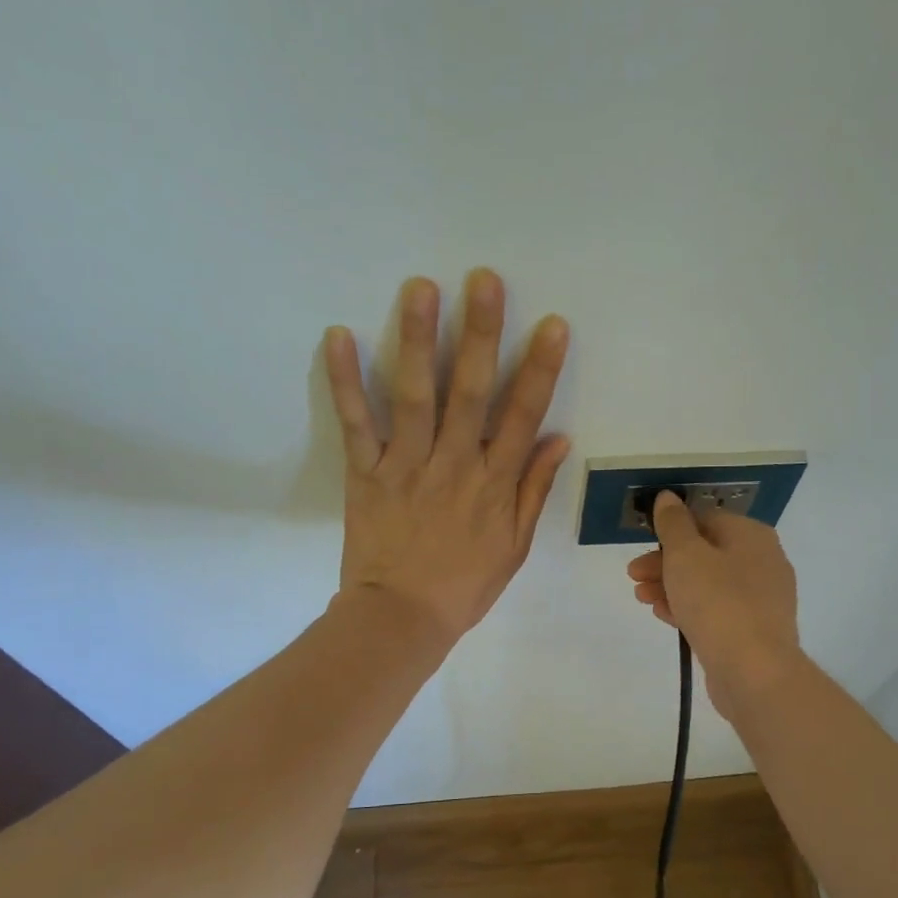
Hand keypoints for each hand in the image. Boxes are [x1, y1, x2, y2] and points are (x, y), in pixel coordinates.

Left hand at [324, 269, 570, 645]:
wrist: (401, 618)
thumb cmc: (464, 585)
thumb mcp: (515, 545)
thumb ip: (534, 489)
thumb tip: (559, 438)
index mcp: (494, 484)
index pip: (522, 416)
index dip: (539, 369)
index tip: (552, 325)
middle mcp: (454, 464)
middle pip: (470, 392)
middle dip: (480, 333)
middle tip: (484, 280)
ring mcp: (406, 466)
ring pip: (414, 395)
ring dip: (417, 339)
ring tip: (420, 287)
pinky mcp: (365, 474)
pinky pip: (356, 422)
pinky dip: (345, 380)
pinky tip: (339, 335)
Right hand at [627, 492, 804, 719]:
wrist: (754, 671)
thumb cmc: (718, 602)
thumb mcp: (686, 555)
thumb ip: (673, 524)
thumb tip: (668, 497)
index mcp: (751, 536)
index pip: (706, 519)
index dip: (670, 529)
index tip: (641, 544)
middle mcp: (762, 562)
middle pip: (706, 552)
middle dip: (664, 562)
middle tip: (633, 575)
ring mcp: (761, 599)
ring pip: (708, 583)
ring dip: (671, 586)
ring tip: (642, 598)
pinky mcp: (753, 631)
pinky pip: (716, 611)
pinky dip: (689, 609)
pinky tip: (663, 616)